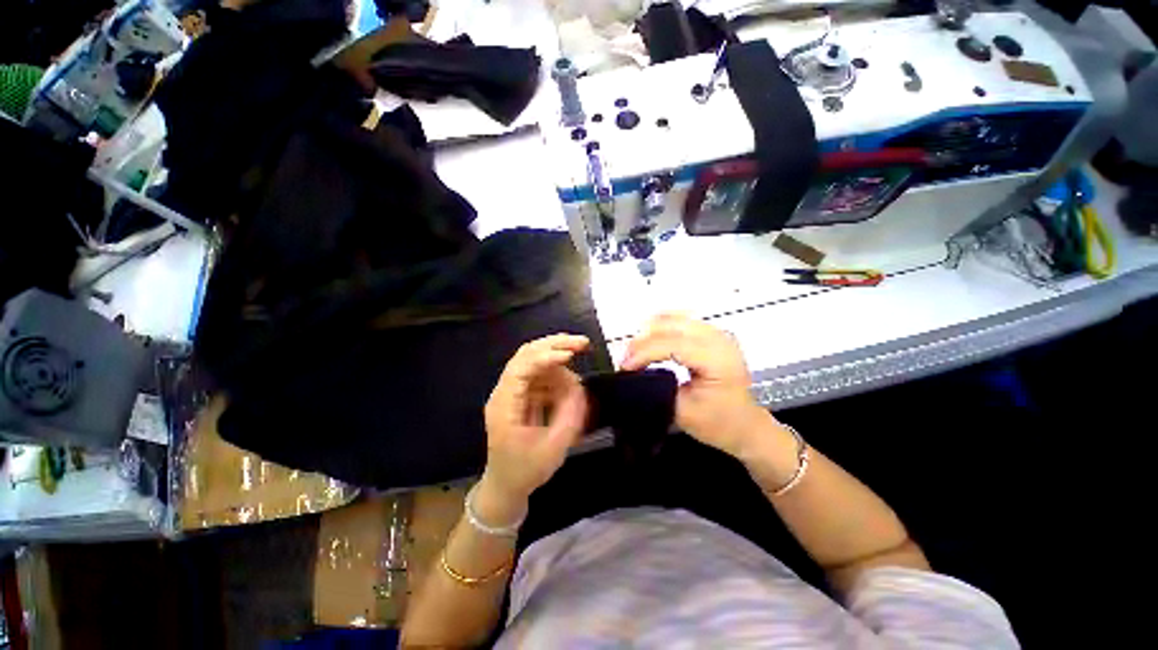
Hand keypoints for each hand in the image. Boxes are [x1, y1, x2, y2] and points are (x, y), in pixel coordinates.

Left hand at [481, 334, 589, 509]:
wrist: (505, 486)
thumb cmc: (525, 471)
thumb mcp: (554, 448)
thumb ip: (571, 415)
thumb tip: (580, 386)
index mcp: (504, 405)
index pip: (521, 368)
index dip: (546, 357)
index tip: (571, 355)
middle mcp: (505, 392)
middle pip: (526, 354)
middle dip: (555, 345)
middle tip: (583, 343)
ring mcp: (512, 391)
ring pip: (535, 361)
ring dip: (559, 363)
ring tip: (578, 382)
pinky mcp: (521, 395)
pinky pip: (541, 376)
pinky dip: (557, 376)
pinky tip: (569, 388)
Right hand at [621, 314, 772, 457]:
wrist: (745, 425)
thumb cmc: (718, 423)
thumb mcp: (683, 412)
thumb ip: (657, 388)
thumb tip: (634, 373)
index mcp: (718, 359)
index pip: (673, 344)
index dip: (644, 352)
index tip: (625, 366)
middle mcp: (719, 339)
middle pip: (672, 325)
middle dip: (644, 340)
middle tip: (627, 358)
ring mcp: (717, 333)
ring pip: (675, 318)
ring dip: (650, 331)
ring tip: (635, 350)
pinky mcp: (712, 334)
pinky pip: (681, 320)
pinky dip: (661, 327)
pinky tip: (650, 338)